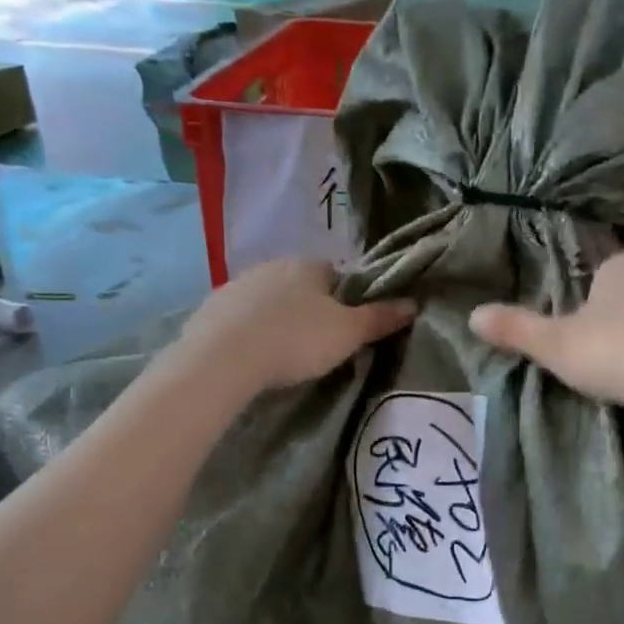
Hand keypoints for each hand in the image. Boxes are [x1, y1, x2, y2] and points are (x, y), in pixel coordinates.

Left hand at [180, 259, 415, 392]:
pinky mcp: (211, 309)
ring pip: (268, 300)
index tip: (344, 328)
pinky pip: (239, 317)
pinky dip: (248, 332)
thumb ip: (380, 318)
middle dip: (308, 309)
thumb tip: (413, 304)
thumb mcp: (348, 333)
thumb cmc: (296, 340)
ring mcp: (237, 285)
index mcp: (308, 265)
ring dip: (276, 319)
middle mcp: (272, 265)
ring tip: (281, 354)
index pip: (336, 274)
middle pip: (300, 286)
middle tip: (316, 345)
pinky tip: (251, 356)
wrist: (224, 358)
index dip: (344, 300)